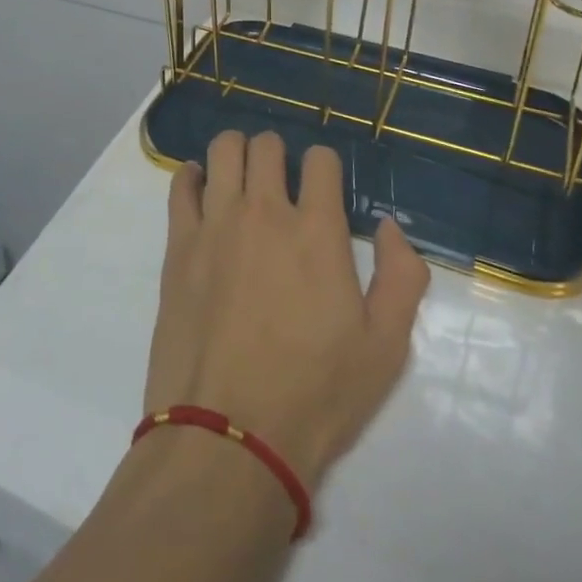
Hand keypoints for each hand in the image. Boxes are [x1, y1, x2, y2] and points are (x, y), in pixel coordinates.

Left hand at [144, 130, 429, 491]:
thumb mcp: (385, 348)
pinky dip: (194, 177)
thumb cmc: (315, 394)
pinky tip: (203, 192)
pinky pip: (182, 185)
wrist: (229, 436)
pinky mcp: (179, 244)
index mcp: (317, 231)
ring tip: (242, 177)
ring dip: (237, 152)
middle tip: (281, 183)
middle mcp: (264, 212)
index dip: (325, 167)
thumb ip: (402, 276)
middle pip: (267, 145)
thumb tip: (390, 227)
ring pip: (223, 150)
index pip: (320, 159)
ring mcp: (216, 224)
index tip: (324, 190)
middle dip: (279, 154)